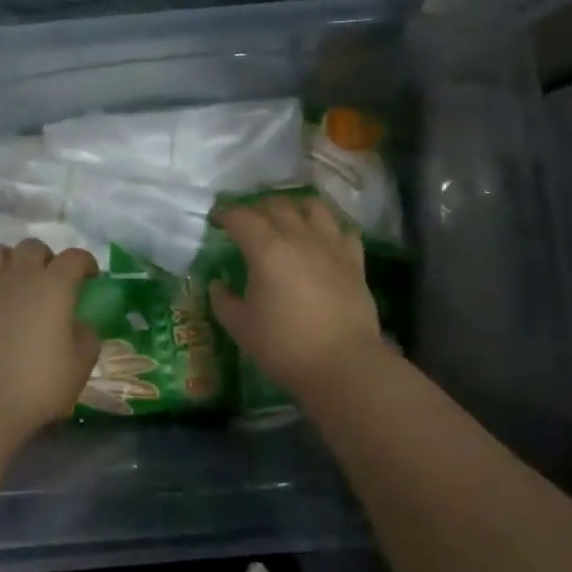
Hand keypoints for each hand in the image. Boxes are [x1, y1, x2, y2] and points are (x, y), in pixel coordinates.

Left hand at [0, 239, 101, 442]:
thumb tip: (79, 325)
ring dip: (7, 261)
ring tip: (11, 282)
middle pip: (32, 247)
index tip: (90, 277)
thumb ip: (86, 337)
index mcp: (54, 286)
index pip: (75, 257)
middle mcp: (18, 276)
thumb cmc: (37, 385)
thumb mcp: (80, 366)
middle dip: (44, 258)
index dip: (85, 263)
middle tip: (49, 281)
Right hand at [209, 197, 385, 391]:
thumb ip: (224, 301)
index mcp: (265, 249)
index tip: (217, 220)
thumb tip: (218, 285)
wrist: (343, 365)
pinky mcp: (354, 261)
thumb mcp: (241, 327)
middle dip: (258, 208)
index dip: (225, 214)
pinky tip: (324, 239)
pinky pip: (343, 230)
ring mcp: (330, 246)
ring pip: (313, 207)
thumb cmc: (284, 346)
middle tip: (248, 222)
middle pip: (276, 206)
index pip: (241, 217)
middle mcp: (298, 237)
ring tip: (288, 219)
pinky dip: (330, 228)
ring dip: (296, 208)